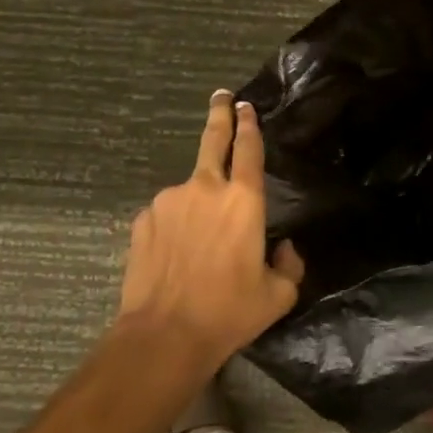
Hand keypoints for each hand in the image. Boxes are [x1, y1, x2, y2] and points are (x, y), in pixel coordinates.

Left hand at [119, 90, 304, 368]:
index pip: (249, 148)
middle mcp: (205, 189)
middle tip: (221, 97)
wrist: (163, 336)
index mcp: (243, 200)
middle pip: (214, 139)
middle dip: (220, 114)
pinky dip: (174, 225)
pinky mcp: (143, 220)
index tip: (246, 106)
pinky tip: (175, 256)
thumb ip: (289, 265)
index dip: (249, 124)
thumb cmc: (228, 312)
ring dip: (197, 202)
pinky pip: (166, 215)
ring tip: (199, 244)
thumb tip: (284, 248)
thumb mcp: (277, 296)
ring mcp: (169, 201)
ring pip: (189, 190)